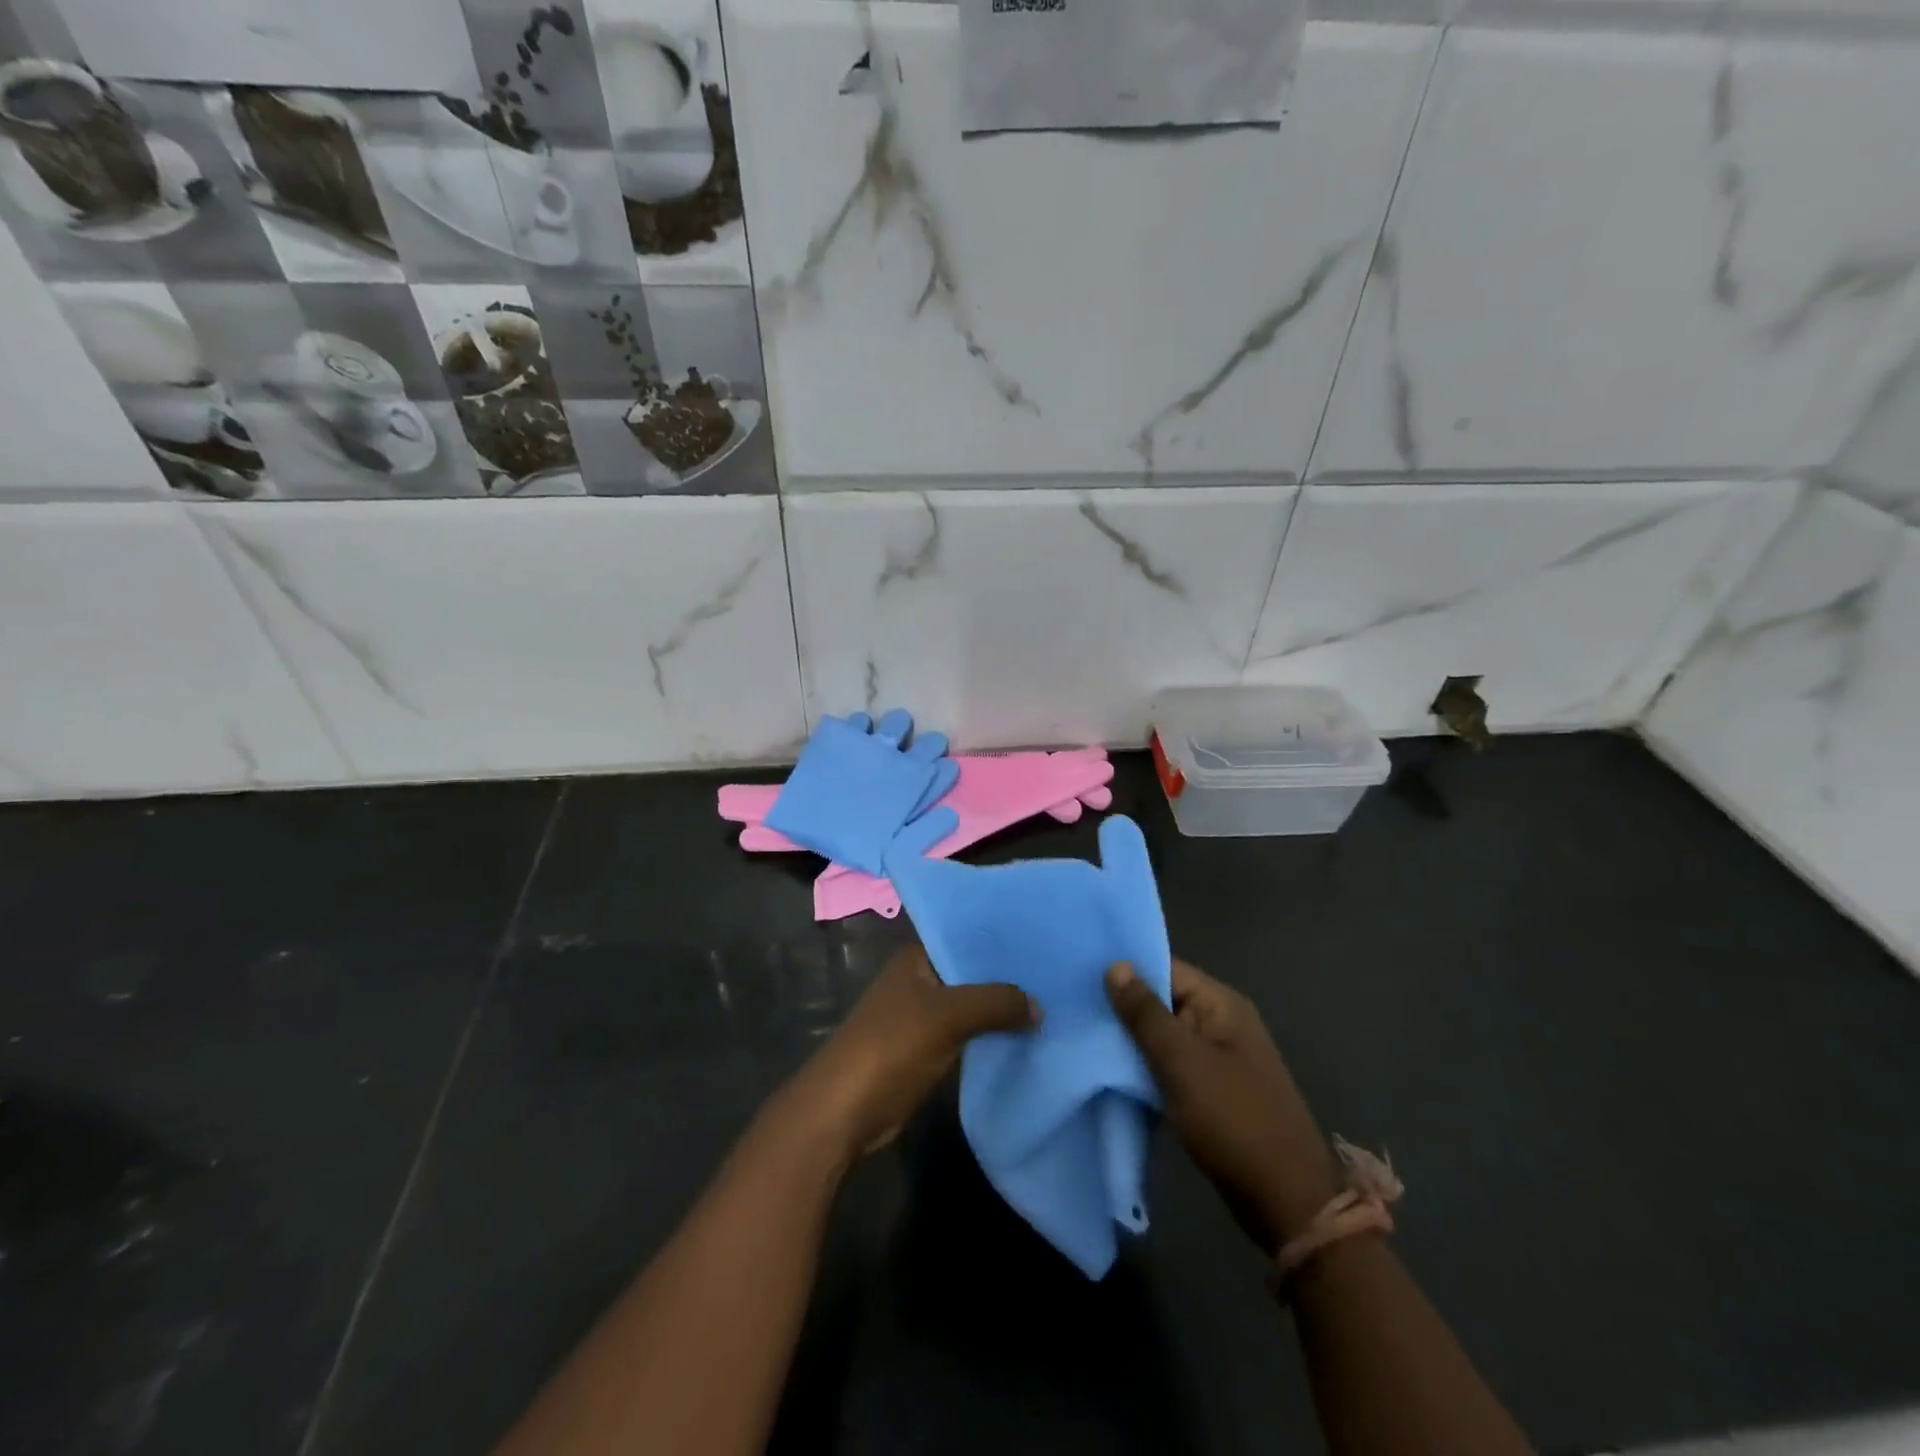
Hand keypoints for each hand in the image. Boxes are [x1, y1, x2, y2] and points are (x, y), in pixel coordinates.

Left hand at [785, 944, 1035, 1165]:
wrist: (845, 1110)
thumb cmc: (891, 1046)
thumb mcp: (947, 1015)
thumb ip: (995, 1002)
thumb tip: (1039, 1006)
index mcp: (917, 957)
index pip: (966, 936)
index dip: (1002, 939)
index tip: (1045, 939)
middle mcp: (921, 979)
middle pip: (972, 972)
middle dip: (1008, 977)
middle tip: (1059, 974)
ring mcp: (923, 1016)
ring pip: (973, 1005)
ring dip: (1003, 1009)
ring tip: (1053, 1003)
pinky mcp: (928, 1049)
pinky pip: (969, 1034)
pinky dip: (992, 1035)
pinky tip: (1027, 1036)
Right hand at [1106, 959, 1336, 1253]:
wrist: (1285, 1200)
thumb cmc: (1233, 1118)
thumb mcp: (1182, 1060)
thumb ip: (1145, 1013)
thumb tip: (1116, 965)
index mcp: (1221, 1004)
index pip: (1166, 968)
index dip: (1126, 968)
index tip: (1079, 970)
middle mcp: (1221, 1023)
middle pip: (1163, 1000)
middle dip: (1122, 1004)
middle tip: (1071, 1003)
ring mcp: (1217, 1058)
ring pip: (1163, 1035)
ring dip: (1129, 1038)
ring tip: (1079, 1031)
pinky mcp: (1210, 1090)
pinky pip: (1169, 1065)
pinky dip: (1143, 1065)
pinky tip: (1108, 1068)